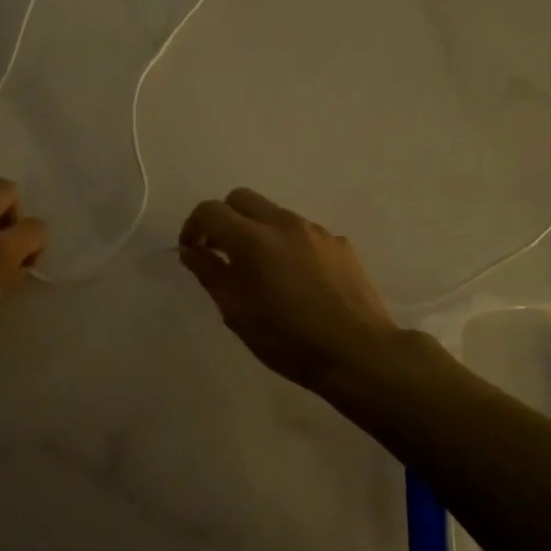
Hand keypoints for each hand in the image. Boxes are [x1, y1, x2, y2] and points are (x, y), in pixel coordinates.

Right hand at [178, 187, 403, 394]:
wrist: (358, 353)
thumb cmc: (288, 340)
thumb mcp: (237, 314)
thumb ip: (210, 274)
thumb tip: (192, 250)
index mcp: (253, 240)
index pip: (210, 211)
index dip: (193, 227)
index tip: (193, 251)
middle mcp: (284, 224)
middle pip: (242, 198)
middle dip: (224, 219)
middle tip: (221, 253)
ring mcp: (316, 231)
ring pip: (274, 214)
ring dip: (257, 231)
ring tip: (261, 271)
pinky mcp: (340, 243)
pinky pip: (302, 232)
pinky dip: (287, 245)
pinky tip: (295, 280)